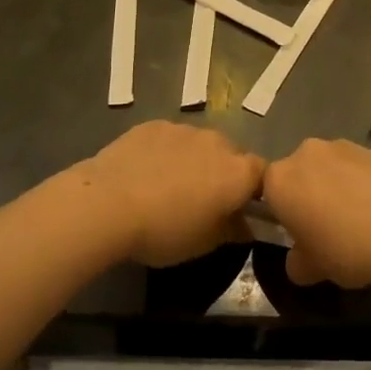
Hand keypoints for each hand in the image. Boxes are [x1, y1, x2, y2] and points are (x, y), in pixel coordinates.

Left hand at [77, 121, 264, 267]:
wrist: (107, 203)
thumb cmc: (165, 230)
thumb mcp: (204, 244)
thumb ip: (232, 230)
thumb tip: (245, 226)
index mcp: (238, 172)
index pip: (263, 174)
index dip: (254, 191)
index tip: (239, 209)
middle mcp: (218, 142)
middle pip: (231, 155)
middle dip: (223, 173)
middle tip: (202, 200)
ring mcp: (184, 129)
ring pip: (200, 145)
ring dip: (194, 161)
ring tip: (168, 187)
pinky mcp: (153, 125)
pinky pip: (170, 139)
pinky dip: (166, 153)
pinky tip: (145, 173)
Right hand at [261, 139, 370, 289]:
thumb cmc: (347, 248)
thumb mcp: (313, 269)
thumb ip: (296, 263)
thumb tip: (299, 260)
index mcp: (281, 179)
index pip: (267, 191)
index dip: (281, 213)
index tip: (298, 234)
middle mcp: (307, 153)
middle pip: (300, 174)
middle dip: (309, 195)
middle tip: (327, 229)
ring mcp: (343, 146)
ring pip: (330, 168)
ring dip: (337, 187)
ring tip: (360, 220)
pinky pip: (360, 168)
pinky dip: (364, 184)